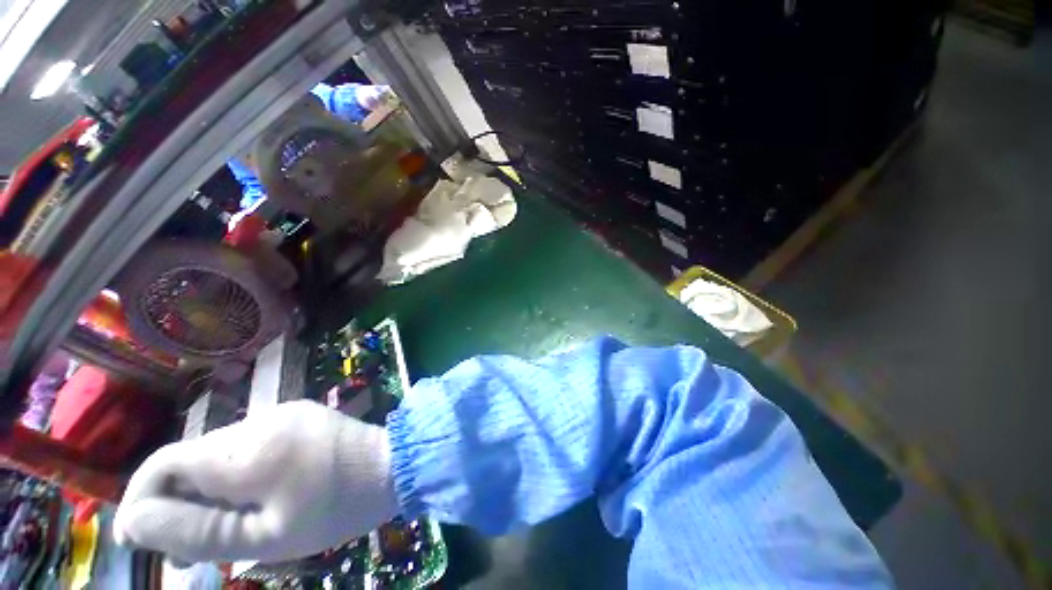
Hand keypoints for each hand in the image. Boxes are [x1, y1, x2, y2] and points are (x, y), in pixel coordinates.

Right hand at [114, 400, 398, 563]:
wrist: (394, 464)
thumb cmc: (336, 507)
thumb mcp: (264, 537)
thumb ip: (197, 531)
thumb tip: (135, 520)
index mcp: (247, 450)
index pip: (165, 464)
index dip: (141, 500)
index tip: (138, 539)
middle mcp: (260, 420)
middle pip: (191, 460)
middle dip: (177, 503)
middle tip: (188, 551)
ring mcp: (282, 412)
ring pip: (219, 453)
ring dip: (207, 491)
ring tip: (223, 531)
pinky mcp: (298, 413)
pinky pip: (249, 443)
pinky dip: (236, 474)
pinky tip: (252, 498)